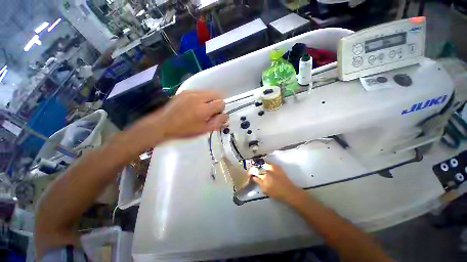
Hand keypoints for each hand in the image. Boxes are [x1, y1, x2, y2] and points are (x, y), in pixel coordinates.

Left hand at [133, 90, 227, 146]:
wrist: (163, 124)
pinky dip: (202, 97)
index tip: (216, 115)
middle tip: (211, 111)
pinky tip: (196, 105)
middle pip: (216, 94)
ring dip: (210, 99)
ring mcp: (191, 93)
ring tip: (203, 108)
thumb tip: (226, 116)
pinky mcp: (185, 91)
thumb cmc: (185, 130)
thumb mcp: (203, 130)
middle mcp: (198, 98)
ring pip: (208, 92)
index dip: (221, 109)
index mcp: (203, 109)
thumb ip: (217, 122)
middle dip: (217, 102)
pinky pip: (199, 92)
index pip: (221, 103)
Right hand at [250, 162, 300, 202]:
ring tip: (259, 171)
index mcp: (264, 173)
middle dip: (254, 168)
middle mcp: (268, 167)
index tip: (249, 175)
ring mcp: (273, 166)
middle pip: (258, 165)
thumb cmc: (276, 192)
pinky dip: (265, 166)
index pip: (254, 170)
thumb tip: (253, 176)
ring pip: (263, 163)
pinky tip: (265, 170)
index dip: (250, 172)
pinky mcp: (277, 167)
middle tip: (253, 173)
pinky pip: (268, 164)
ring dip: (259, 166)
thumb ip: (257, 181)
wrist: (289, 192)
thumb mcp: (264, 188)